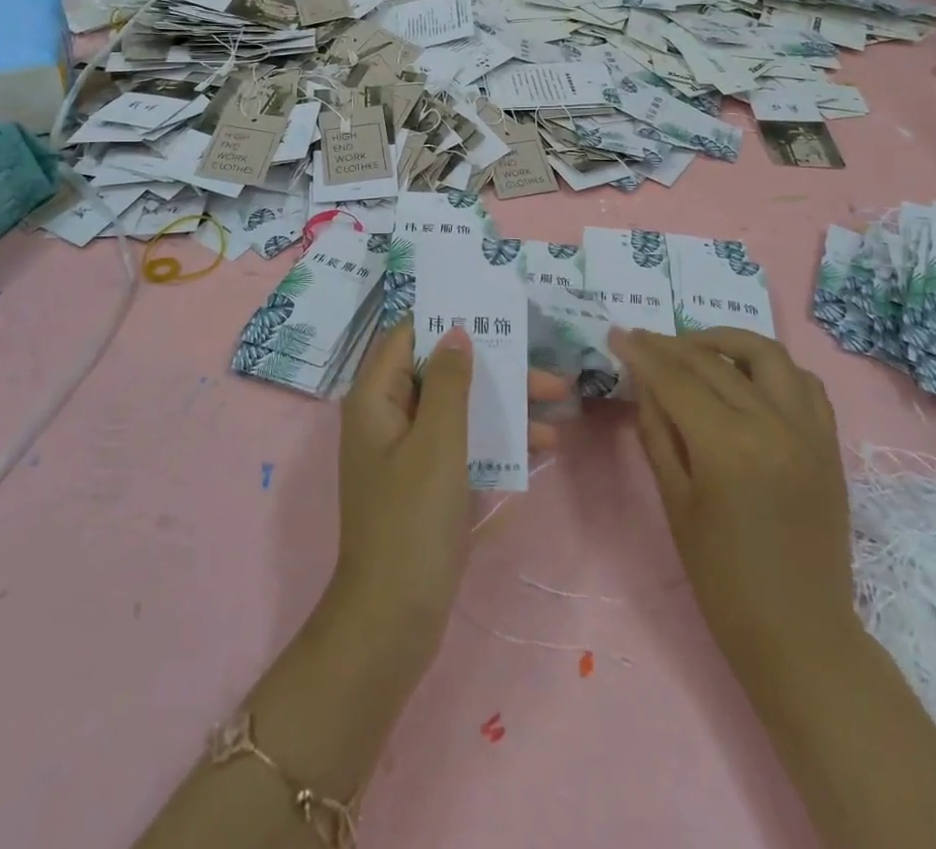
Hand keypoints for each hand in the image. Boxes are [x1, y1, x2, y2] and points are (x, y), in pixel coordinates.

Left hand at [332, 321, 571, 657]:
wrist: (394, 618)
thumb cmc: (412, 520)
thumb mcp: (438, 442)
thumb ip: (449, 382)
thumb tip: (456, 331)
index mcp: (376, 398)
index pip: (408, 336)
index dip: (447, 321)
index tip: (494, 315)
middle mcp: (387, 416)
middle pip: (442, 373)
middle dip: (495, 370)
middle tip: (549, 375)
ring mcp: (406, 452)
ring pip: (458, 409)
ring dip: (505, 406)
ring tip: (560, 408)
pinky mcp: (425, 482)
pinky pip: (462, 444)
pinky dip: (496, 440)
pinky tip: (540, 449)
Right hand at [611, 326, 855, 675]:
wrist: (799, 632)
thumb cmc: (722, 577)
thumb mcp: (675, 501)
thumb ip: (658, 431)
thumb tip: (644, 381)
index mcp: (728, 446)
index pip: (676, 379)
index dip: (643, 353)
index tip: (618, 334)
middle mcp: (772, 424)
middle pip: (713, 362)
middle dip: (671, 345)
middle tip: (643, 340)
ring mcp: (808, 430)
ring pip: (766, 355)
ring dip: (726, 341)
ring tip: (696, 347)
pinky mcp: (829, 442)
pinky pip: (804, 382)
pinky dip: (772, 367)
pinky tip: (747, 375)